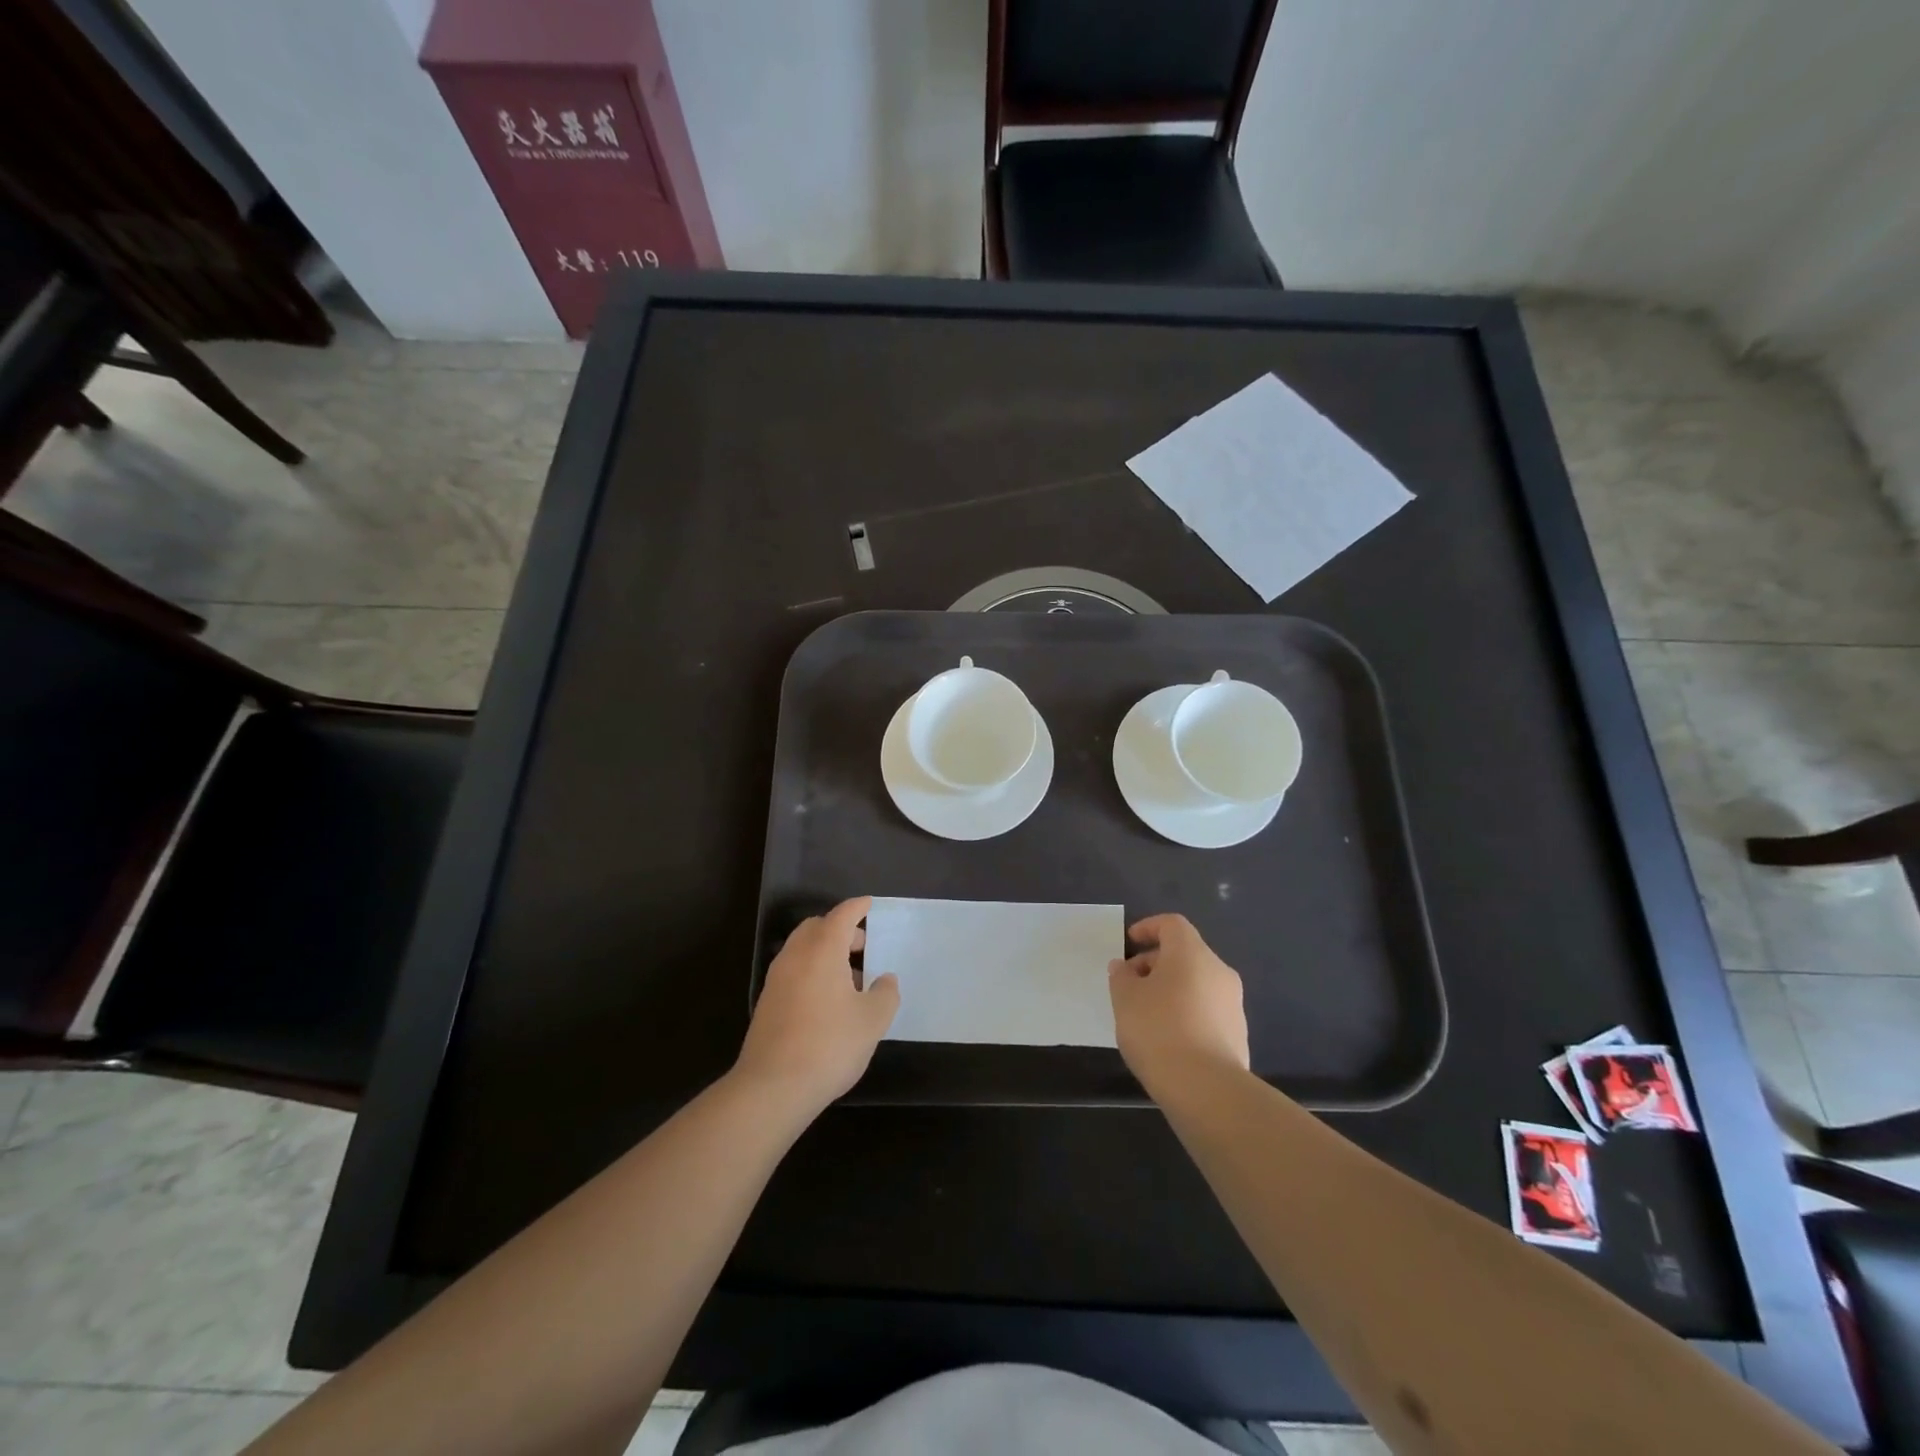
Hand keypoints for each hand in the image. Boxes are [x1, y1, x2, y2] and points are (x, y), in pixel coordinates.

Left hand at [735, 896, 898, 1113]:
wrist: (772, 1087)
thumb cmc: (829, 1045)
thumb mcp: (872, 1020)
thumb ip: (885, 993)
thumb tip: (885, 979)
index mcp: (822, 950)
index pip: (841, 916)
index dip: (857, 908)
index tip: (869, 904)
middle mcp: (795, 956)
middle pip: (817, 928)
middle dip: (840, 930)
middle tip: (862, 947)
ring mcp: (776, 979)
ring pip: (802, 949)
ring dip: (825, 952)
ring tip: (849, 979)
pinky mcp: (767, 1003)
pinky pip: (793, 971)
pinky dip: (811, 971)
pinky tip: (827, 1001)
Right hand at [1109, 913, 1249, 1090]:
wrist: (1206, 1089)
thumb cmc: (1158, 1030)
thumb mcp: (1125, 998)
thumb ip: (1121, 976)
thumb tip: (1125, 967)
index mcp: (1192, 953)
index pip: (1172, 924)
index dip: (1148, 928)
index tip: (1129, 943)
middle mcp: (1219, 971)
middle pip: (1185, 954)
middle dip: (1156, 963)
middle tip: (1131, 984)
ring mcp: (1233, 1004)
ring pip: (1197, 983)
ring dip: (1172, 989)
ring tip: (1146, 1014)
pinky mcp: (1238, 1034)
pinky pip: (1207, 1010)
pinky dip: (1186, 1013)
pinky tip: (1168, 1038)